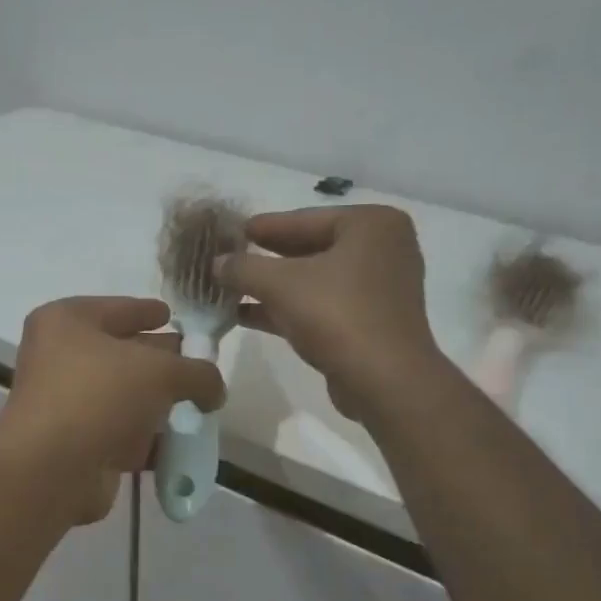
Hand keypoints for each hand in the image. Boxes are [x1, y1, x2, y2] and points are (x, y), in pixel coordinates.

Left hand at [0, 297, 225, 523]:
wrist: (54, 468)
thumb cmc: (100, 395)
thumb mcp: (161, 371)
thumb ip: (197, 372)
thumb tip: (214, 389)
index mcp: (67, 322)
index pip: (118, 308)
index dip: (148, 311)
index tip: (174, 315)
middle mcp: (60, 358)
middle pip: (122, 353)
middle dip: (160, 359)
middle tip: (197, 364)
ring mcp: (66, 403)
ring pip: (123, 396)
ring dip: (157, 403)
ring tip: (199, 405)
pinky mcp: (76, 443)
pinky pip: (121, 433)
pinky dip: (148, 438)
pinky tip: (181, 443)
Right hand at [223, 205, 445, 422]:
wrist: (384, 381)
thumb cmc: (337, 315)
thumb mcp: (280, 284)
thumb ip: (244, 267)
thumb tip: (216, 263)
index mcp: (371, 224)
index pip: (304, 218)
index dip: (263, 226)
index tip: (231, 230)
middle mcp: (381, 249)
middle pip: (310, 247)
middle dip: (266, 258)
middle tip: (227, 257)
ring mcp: (378, 288)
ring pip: (314, 280)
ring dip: (272, 286)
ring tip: (229, 287)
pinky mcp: (369, 322)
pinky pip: (322, 305)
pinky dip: (288, 308)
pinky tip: (246, 315)